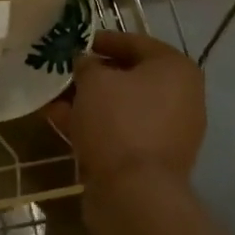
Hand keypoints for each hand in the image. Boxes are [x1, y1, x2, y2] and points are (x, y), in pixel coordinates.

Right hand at [47, 30, 205, 186]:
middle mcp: (181, 97)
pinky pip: (121, 131)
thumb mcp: (94, 80)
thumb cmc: (119, 121)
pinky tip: (60, 120)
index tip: (77, 42)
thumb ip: (86, 64)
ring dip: (89, 100)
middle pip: (130, 76)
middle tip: (64, 70)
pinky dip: (94, 124)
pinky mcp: (154, 159)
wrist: (134, 194)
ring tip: (53, 96)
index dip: (103, 40)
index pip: (135, 42)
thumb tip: (85, 62)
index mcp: (176, 69)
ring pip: (122, 106)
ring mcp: (170, 132)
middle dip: (93, 74)